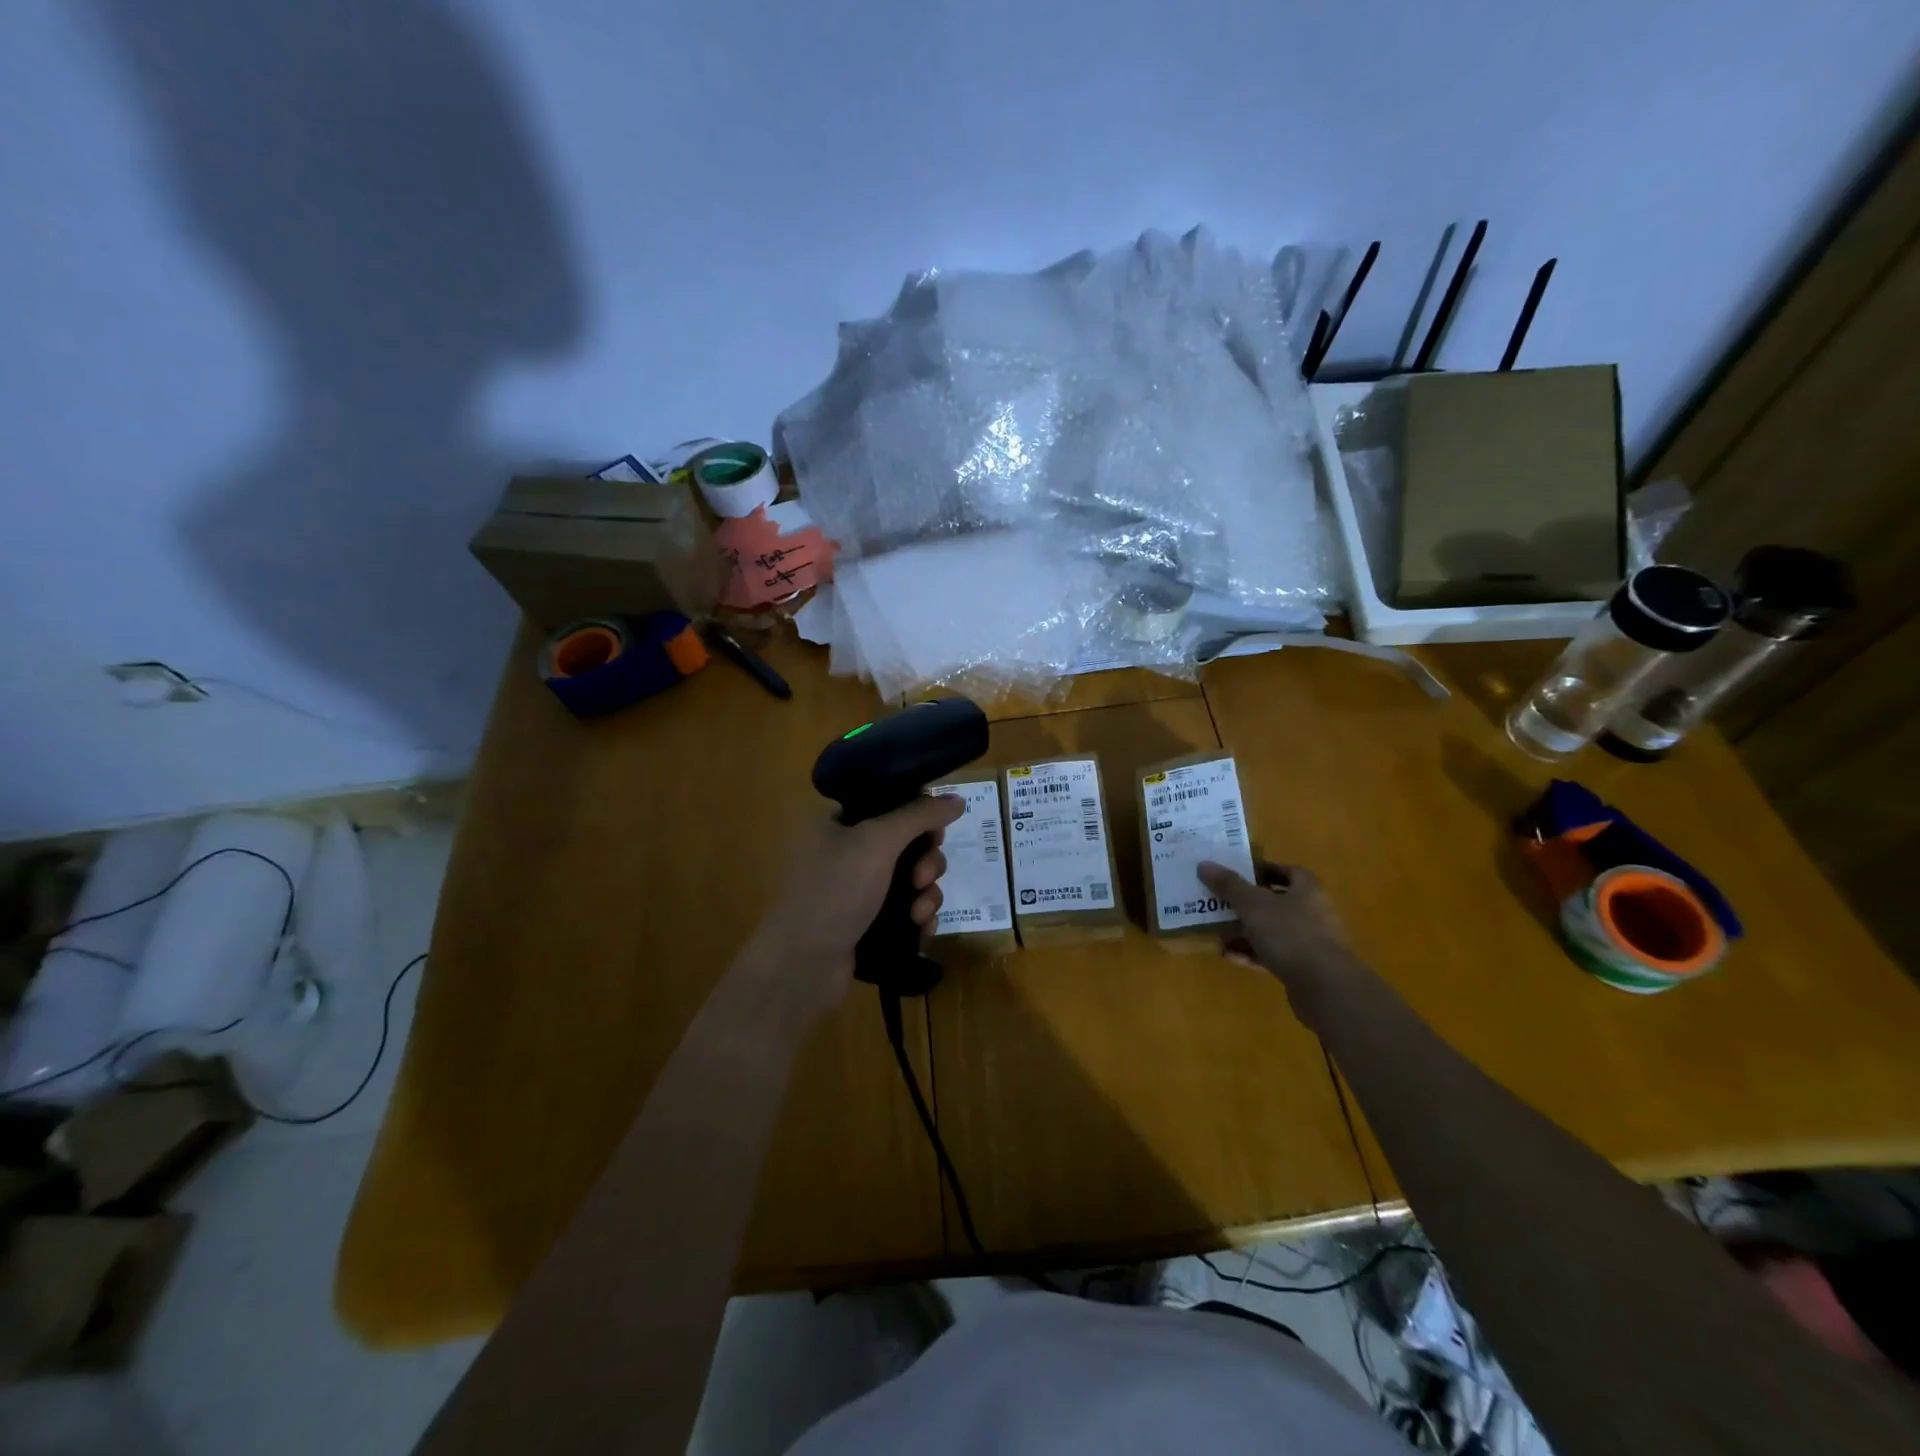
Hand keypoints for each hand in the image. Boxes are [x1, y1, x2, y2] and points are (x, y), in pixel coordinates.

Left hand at [741, 794, 966, 1019]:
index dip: (919, 816)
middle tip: (922, 878)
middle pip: (906, 844)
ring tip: (918, 913)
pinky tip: (921, 928)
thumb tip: (957, 798)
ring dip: (926, 893)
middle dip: (925, 862)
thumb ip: (919, 815)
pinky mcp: (866, 924)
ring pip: (910, 880)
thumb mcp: (877, 841)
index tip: (935, 833)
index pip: (888, 805)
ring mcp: (854, 892)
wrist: (801, 965)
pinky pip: (905, 911)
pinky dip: (918, 916)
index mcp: (836, 823)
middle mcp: (844, 853)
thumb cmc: (834, 891)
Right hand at [1196, 860, 1365, 1024]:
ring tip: (1218, 932)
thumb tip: (1204, 864)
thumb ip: (1228, 885)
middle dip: (1248, 903)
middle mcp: (1312, 912)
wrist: (1323, 986)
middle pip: (1276, 901)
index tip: (1238, 874)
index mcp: (1307, 889)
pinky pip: (1274, 954)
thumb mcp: (1252, 904)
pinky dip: (1253, 954)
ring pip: (1273, 930)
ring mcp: (1310, 941)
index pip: (1287, 871)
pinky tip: (1230, 956)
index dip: (1264, 870)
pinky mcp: (1304, 967)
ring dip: (1246, 931)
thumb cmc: (1289, 933)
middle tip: (1221, 903)